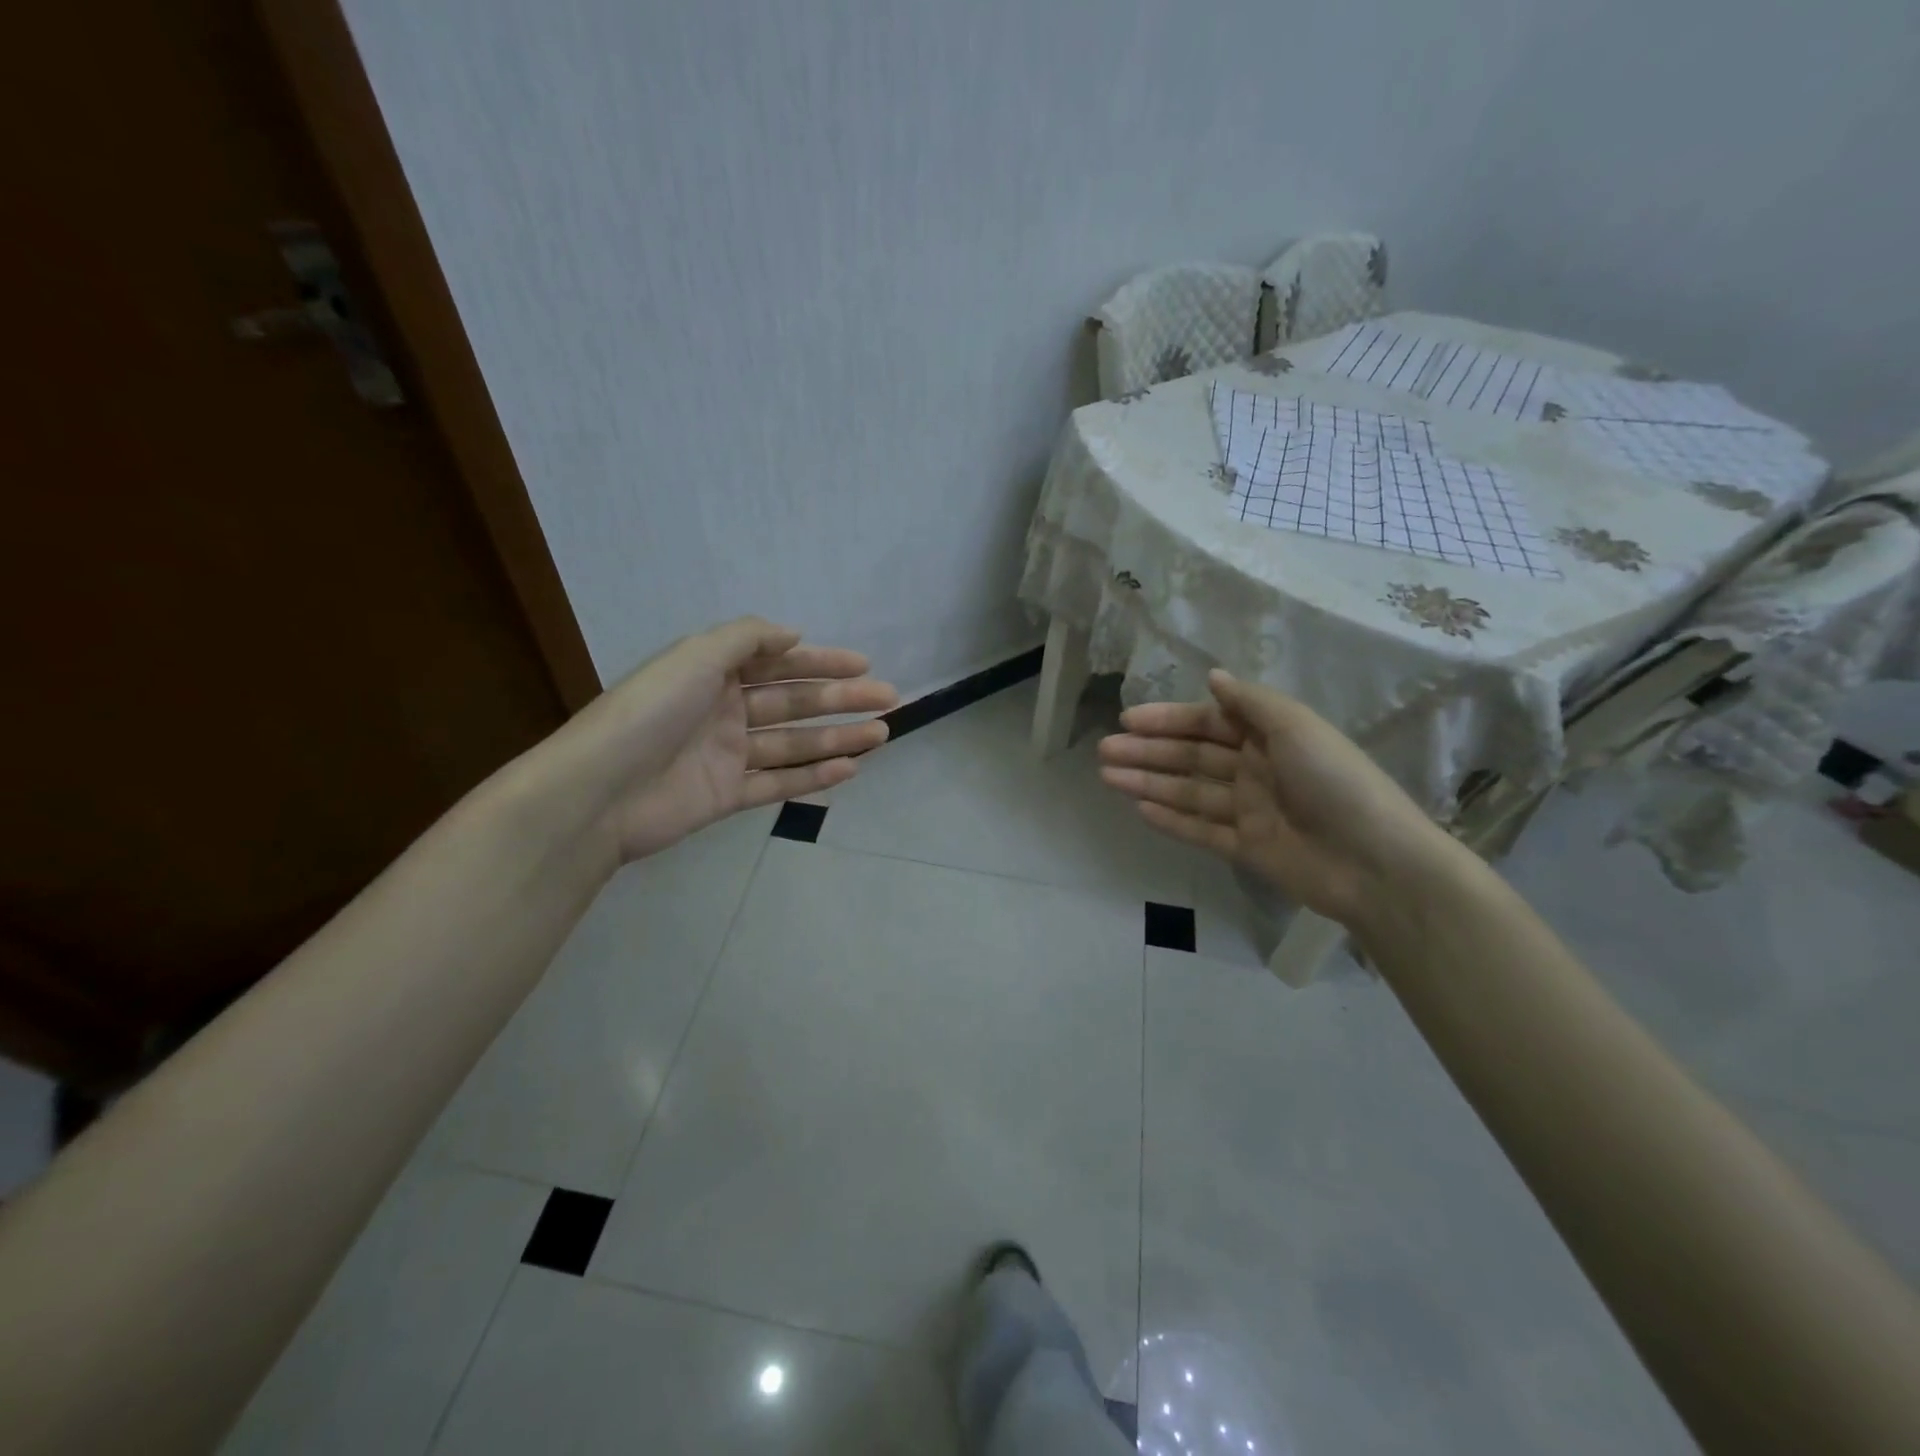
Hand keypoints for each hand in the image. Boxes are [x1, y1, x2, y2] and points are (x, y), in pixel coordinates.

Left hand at [549, 617, 897, 861]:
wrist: (599, 792)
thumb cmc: (650, 713)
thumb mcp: (696, 657)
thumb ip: (747, 639)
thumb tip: (793, 634)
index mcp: (713, 673)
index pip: (778, 663)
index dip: (821, 662)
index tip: (863, 665)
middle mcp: (723, 710)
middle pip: (794, 702)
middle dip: (842, 699)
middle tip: (889, 700)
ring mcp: (727, 756)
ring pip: (793, 743)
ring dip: (838, 738)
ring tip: (882, 734)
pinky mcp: (727, 795)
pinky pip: (778, 783)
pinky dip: (813, 777)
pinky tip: (849, 769)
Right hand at [1097, 669, 1458, 928]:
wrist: (1375, 861)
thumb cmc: (1335, 781)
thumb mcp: (1296, 727)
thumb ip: (1251, 702)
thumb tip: (1213, 677)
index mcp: (1269, 737)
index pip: (1207, 723)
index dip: (1168, 720)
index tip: (1128, 719)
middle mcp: (1255, 769)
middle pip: (1191, 757)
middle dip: (1147, 752)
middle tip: (1104, 750)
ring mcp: (1249, 811)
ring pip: (1188, 792)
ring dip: (1148, 782)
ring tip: (1107, 776)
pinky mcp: (1246, 848)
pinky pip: (1201, 830)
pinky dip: (1171, 820)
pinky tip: (1139, 809)